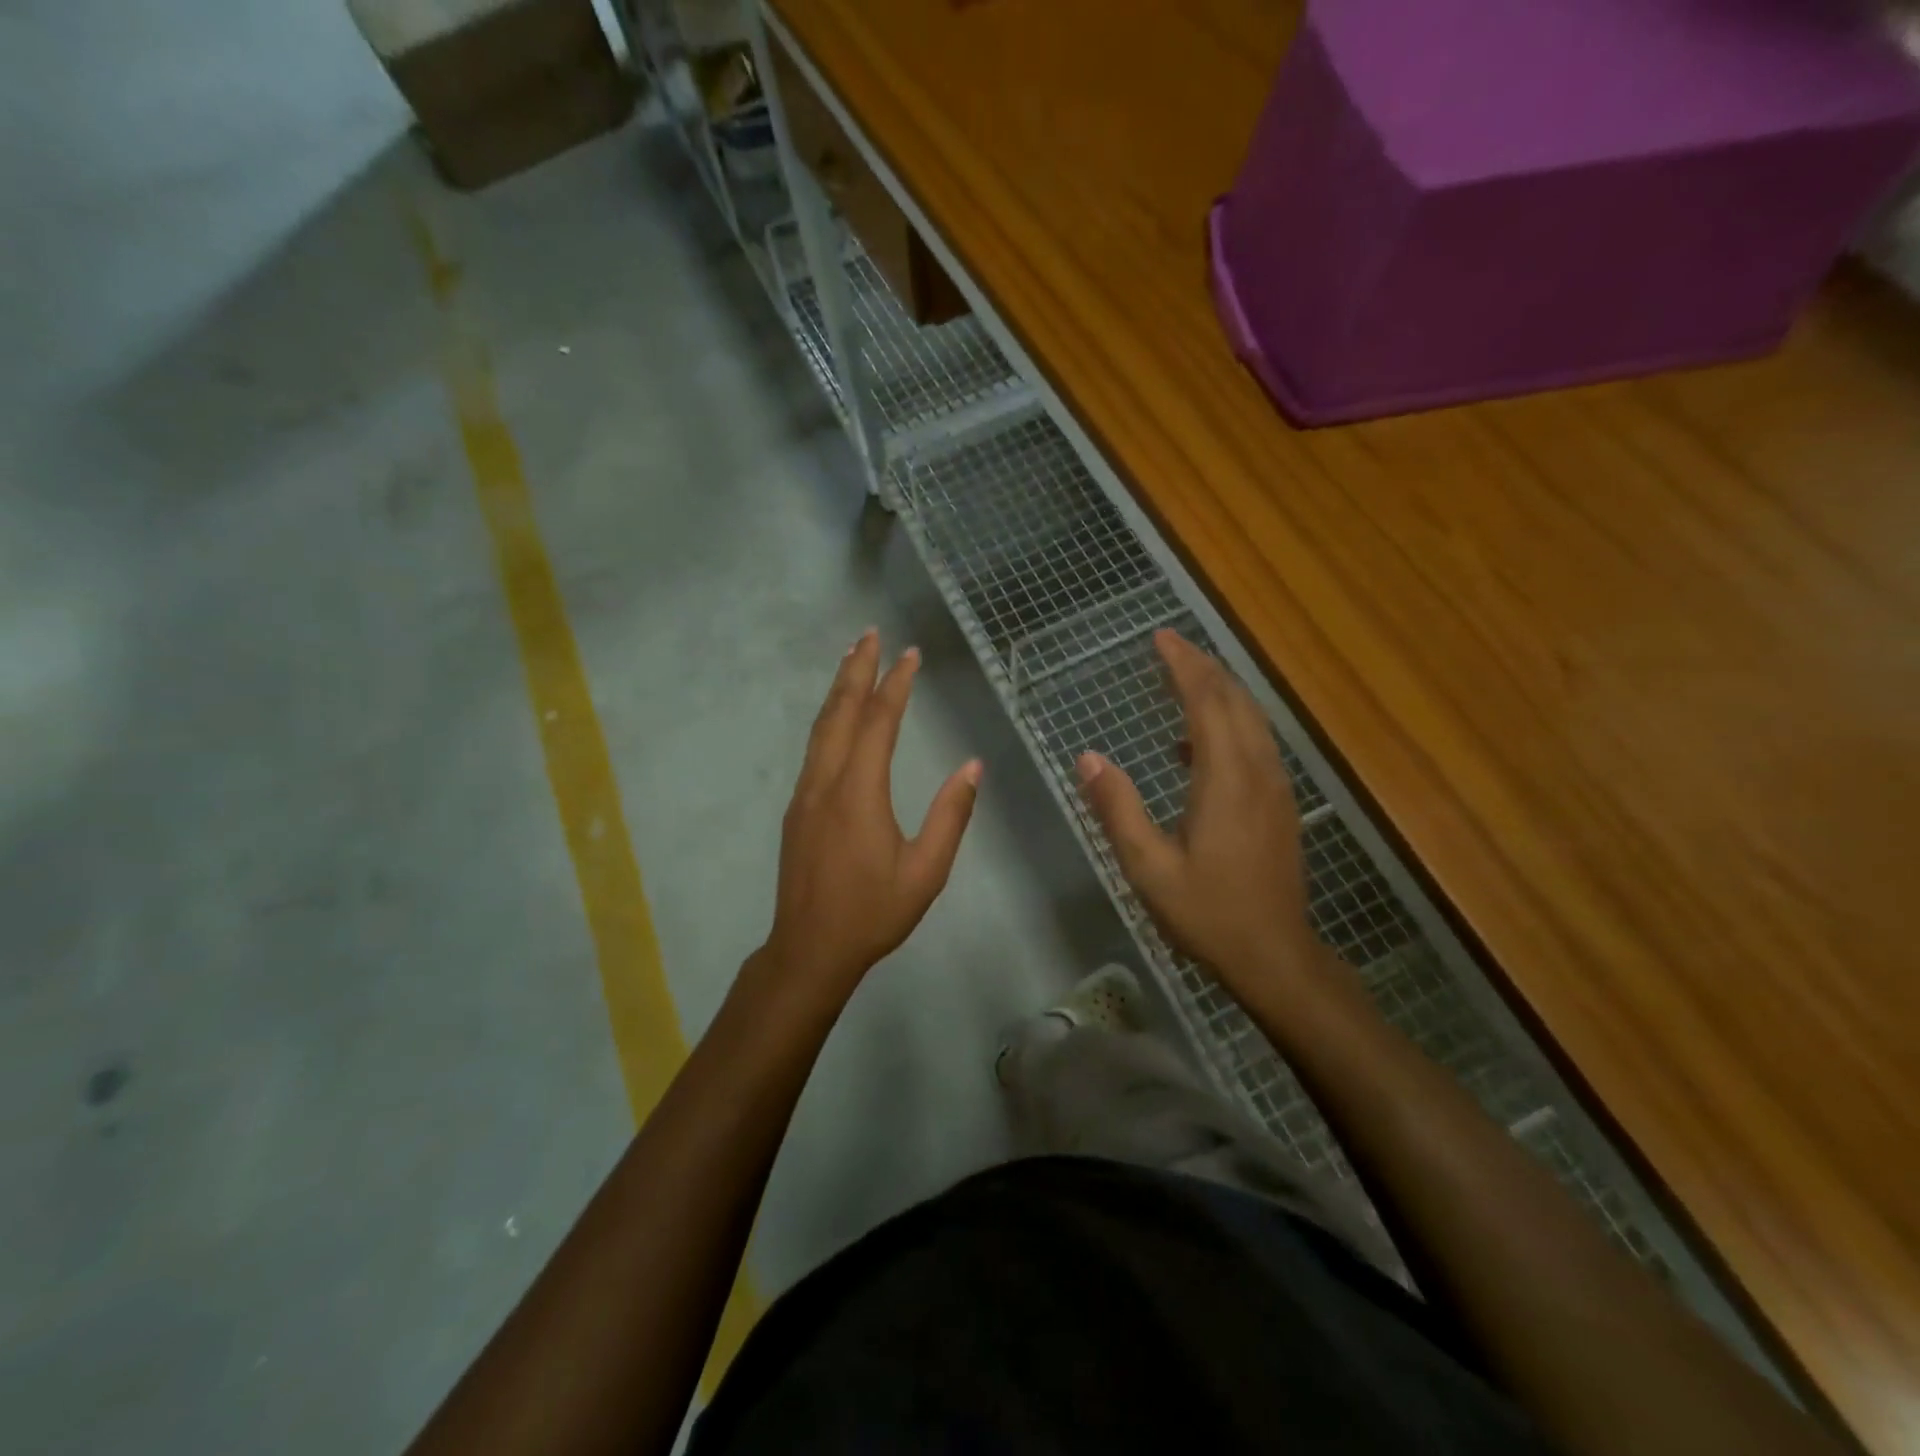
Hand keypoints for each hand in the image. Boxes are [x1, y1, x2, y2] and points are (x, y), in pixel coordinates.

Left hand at [761, 629, 981, 999]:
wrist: (809, 949)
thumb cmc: (872, 913)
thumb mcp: (926, 871)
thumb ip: (950, 816)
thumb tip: (972, 767)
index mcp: (859, 793)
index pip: (879, 723)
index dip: (896, 684)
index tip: (911, 655)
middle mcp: (826, 782)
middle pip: (840, 712)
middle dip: (857, 669)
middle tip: (871, 633)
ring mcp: (805, 793)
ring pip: (821, 727)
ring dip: (838, 689)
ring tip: (852, 658)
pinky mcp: (797, 807)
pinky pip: (814, 747)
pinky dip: (828, 717)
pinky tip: (837, 715)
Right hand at [1077, 630, 1321, 1010]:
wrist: (1275, 955)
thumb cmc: (1208, 913)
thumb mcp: (1149, 867)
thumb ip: (1118, 809)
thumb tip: (1088, 758)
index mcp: (1226, 780)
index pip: (1207, 703)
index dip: (1184, 666)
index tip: (1161, 638)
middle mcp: (1257, 772)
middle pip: (1235, 701)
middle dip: (1203, 668)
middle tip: (1169, 647)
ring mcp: (1274, 788)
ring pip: (1251, 720)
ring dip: (1219, 692)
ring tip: (1183, 680)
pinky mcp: (1278, 805)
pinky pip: (1255, 744)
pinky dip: (1229, 725)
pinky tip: (1194, 745)